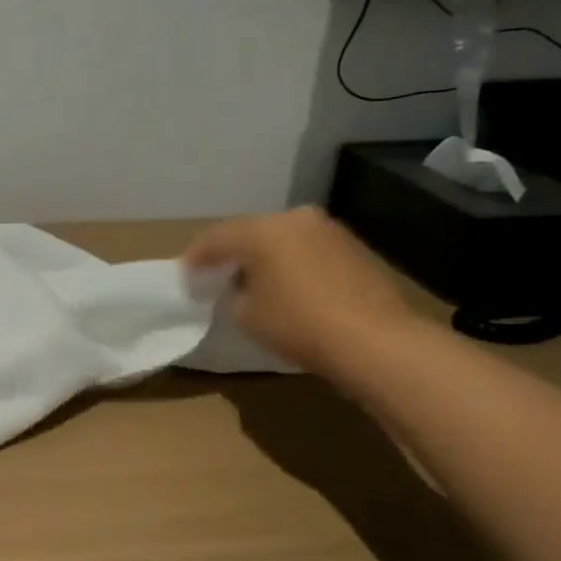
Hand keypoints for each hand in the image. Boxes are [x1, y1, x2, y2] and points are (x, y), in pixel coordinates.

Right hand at [183, 207, 423, 375]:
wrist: (375, 341)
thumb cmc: (297, 323)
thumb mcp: (246, 314)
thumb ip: (234, 292)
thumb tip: (242, 287)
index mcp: (261, 230)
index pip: (215, 238)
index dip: (196, 258)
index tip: (185, 275)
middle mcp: (294, 219)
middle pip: (250, 232)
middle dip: (232, 252)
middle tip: (216, 273)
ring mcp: (328, 231)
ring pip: (283, 239)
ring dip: (266, 257)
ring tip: (254, 281)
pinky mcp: (353, 248)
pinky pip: (308, 250)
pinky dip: (293, 263)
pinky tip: (290, 286)